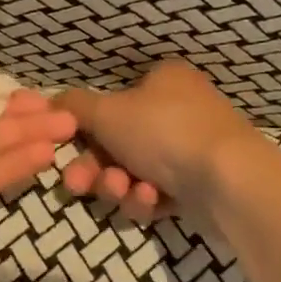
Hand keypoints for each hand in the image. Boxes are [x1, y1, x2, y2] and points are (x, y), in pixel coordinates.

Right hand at [57, 60, 277, 222]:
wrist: (229, 181)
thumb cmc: (164, 132)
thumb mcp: (107, 112)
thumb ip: (73, 106)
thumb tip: (51, 100)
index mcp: (164, 81)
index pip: (112, 103)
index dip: (86, 130)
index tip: (66, 150)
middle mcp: (179, 110)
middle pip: (118, 143)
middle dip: (96, 168)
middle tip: (79, 185)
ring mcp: (192, 150)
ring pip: (134, 172)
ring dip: (119, 185)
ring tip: (126, 191)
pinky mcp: (200, 186)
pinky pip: (157, 193)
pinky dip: (147, 198)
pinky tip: (151, 200)